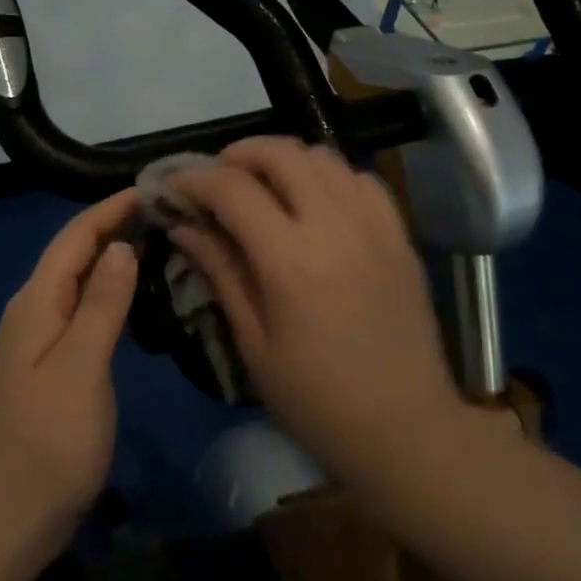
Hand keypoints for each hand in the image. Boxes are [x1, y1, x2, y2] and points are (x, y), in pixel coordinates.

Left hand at [0, 189, 139, 561]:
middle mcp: (30, 311)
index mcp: (34, 304)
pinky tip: (130, 297)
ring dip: (110, 256)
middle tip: (163, 212)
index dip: (109, 209)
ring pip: (75, 281)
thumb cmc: (50, 442)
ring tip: (154, 241)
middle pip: (72, 254)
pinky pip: (78, 309)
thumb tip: (120, 246)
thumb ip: (101, 304)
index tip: (151, 188)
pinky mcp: (46, 365)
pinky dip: (105, 291)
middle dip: (112, 226)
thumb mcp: (82, 367)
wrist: (7, 519)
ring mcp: (35, 340)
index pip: (74, 238)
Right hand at [167, 138, 481, 491]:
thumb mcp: (254, 343)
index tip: (172, 185)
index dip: (194, 178)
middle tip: (216, 179)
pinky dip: (328, 176)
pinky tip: (315, 203)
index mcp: (291, 261)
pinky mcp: (400, 234)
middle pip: (281, 153)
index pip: (233, 189)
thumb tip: (183, 226)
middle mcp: (336, 226)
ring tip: (263, 187)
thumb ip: (220, 272)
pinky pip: (360, 178)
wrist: (407, 427)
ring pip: (323, 156)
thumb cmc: (317, 400)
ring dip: (283, 160)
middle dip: (238, 154)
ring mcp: (375, 225)